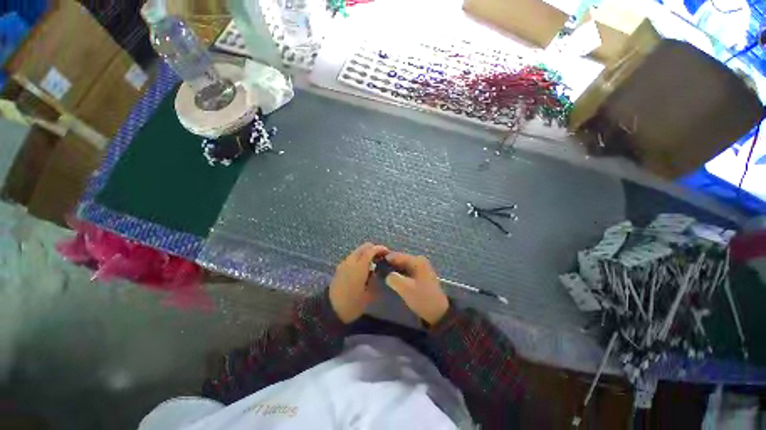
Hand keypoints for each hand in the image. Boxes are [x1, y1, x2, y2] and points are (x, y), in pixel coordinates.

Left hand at [329, 242, 388, 322]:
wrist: (330, 310)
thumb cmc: (352, 304)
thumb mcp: (369, 295)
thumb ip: (376, 280)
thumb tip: (380, 272)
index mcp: (359, 266)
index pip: (371, 250)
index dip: (381, 249)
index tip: (388, 253)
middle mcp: (351, 261)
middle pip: (364, 247)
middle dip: (374, 249)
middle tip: (381, 257)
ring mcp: (344, 263)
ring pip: (358, 251)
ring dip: (367, 253)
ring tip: (374, 263)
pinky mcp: (340, 267)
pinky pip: (352, 257)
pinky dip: (360, 258)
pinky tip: (364, 268)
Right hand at [383, 252, 449, 324]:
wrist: (439, 313)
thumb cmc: (422, 298)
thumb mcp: (405, 288)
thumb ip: (393, 278)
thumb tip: (386, 274)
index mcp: (417, 261)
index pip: (397, 256)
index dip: (385, 259)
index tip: (374, 264)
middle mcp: (420, 260)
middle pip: (400, 259)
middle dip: (390, 265)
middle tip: (377, 271)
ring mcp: (421, 267)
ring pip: (403, 266)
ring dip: (394, 270)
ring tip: (383, 275)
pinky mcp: (421, 275)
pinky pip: (407, 271)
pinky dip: (400, 274)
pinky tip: (393, 280)